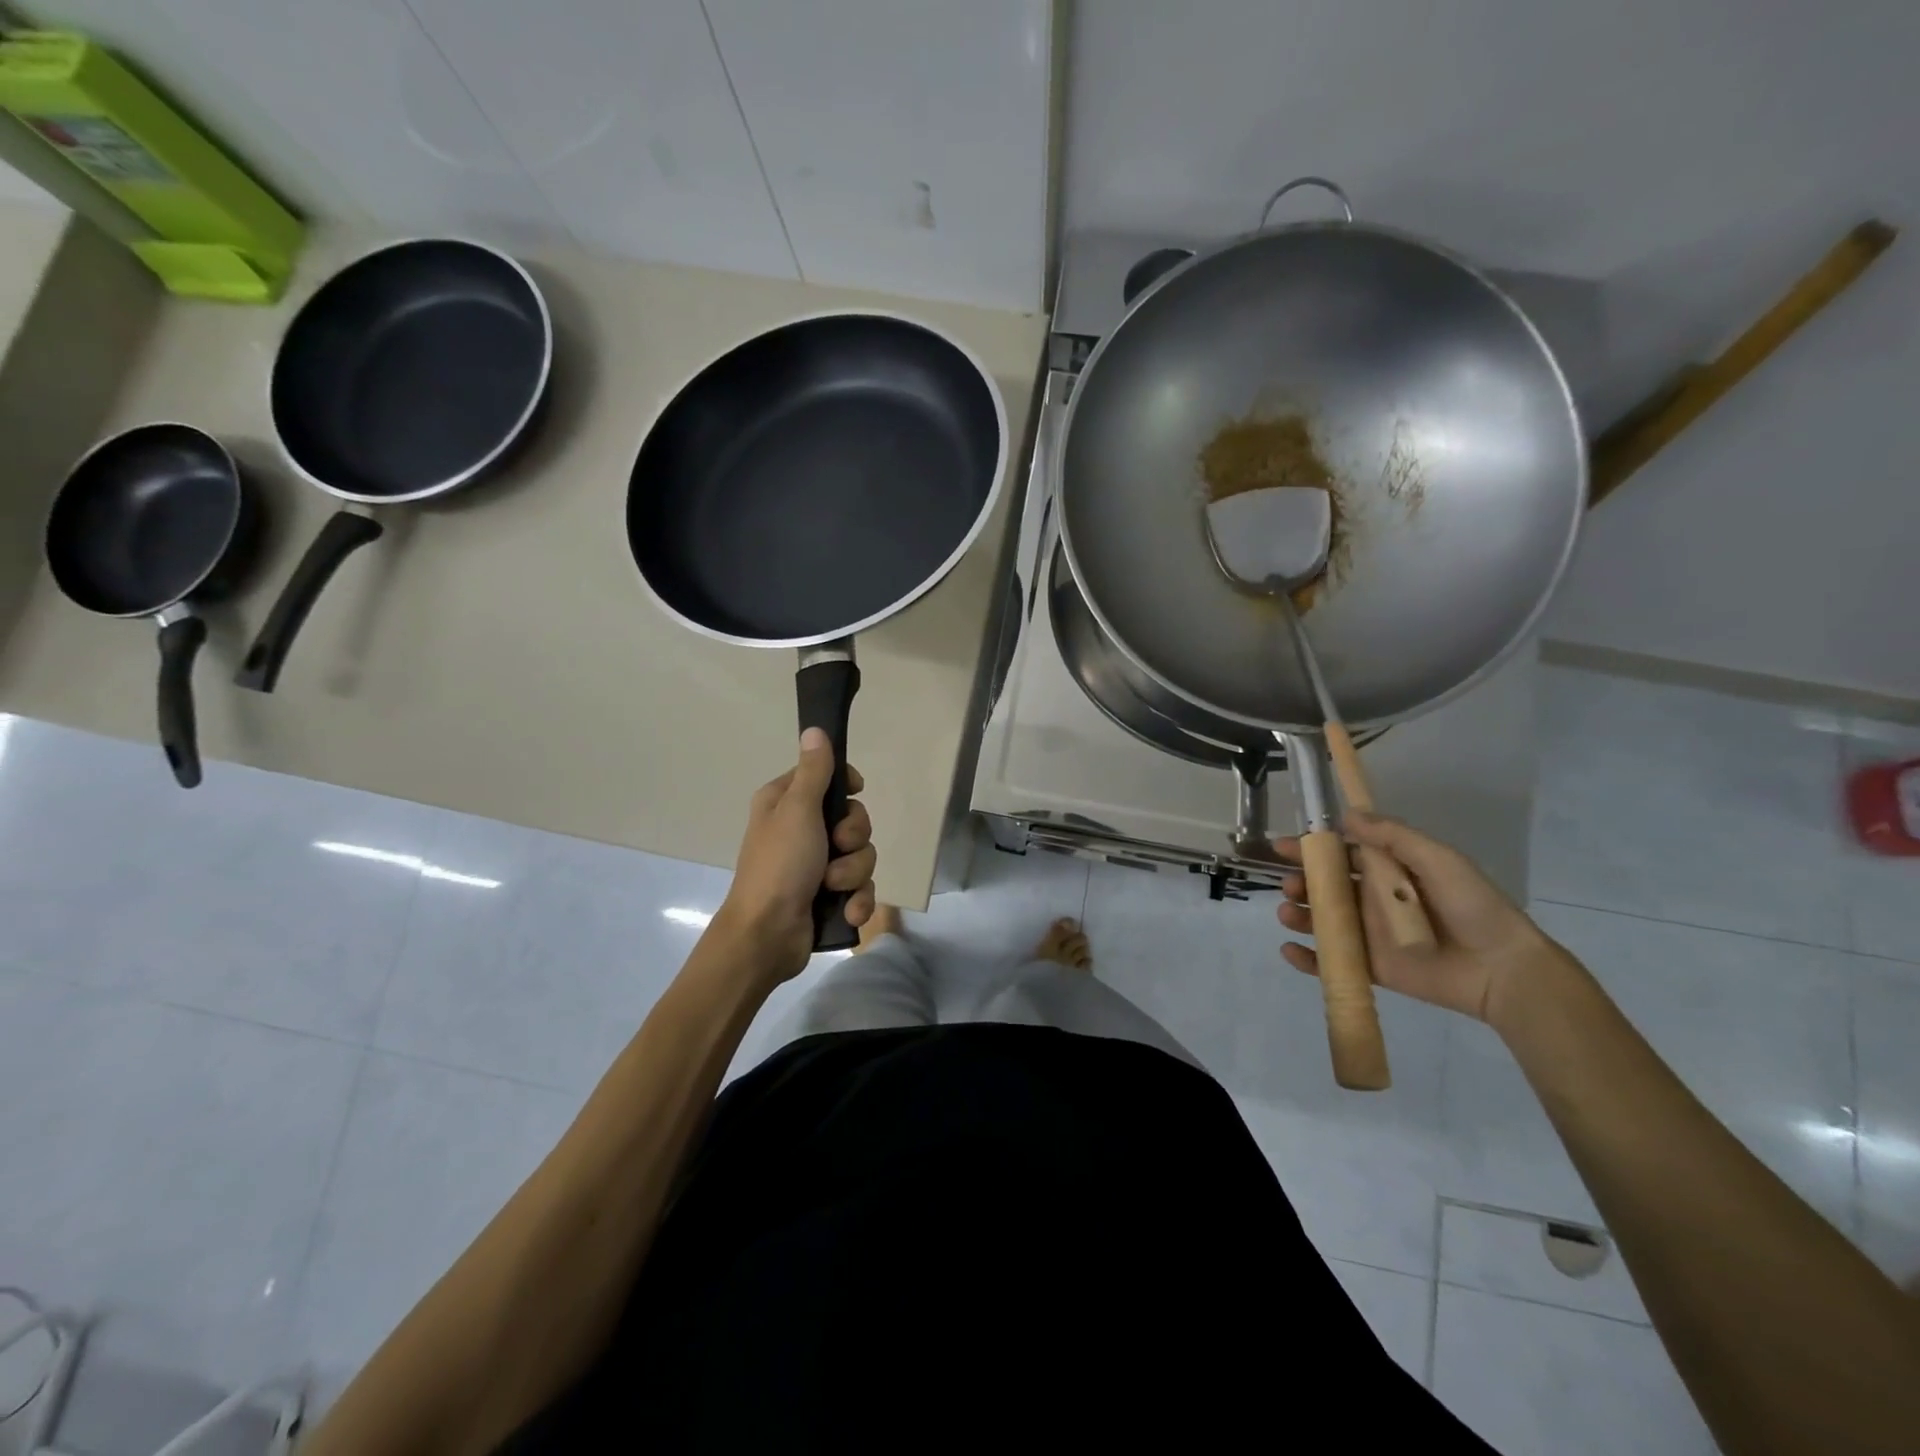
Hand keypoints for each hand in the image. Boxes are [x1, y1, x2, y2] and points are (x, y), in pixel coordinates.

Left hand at [716, 727, 877, 982]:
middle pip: (853, 819)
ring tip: (832, 888)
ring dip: (852, 873)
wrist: (767, 935)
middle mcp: (801, 830)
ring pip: (861, 855)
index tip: (855, 791)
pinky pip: (860, 888)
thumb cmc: (779, 865)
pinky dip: (856, 900)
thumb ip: (813, 771)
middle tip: (836, 848)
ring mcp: (816, 865)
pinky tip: (847, 911)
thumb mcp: (797, 810)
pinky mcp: (828, 896)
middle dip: (853, 838)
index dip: (846, 786)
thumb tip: (815, 729)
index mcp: (786, 803)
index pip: (828, 777)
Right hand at [1273, 811, 1560, 1023]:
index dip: (1311, 848)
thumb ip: (1392, 836)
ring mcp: (1369, 935)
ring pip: (1322, 921)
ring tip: (1288, 913)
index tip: (1283, 846)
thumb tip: (1345, 816)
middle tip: (1290, 885)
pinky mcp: (1371, 967)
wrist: (1502, 968)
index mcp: (1387, 871)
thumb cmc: (1471, 905)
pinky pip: (1331, 961)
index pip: (1341, 855)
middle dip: (1300, 883)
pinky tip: (1290, 950)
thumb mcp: (1437, 859)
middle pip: (1324, 888)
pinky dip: (1306, 958)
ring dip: (1297, 915)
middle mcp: (1373, 900)